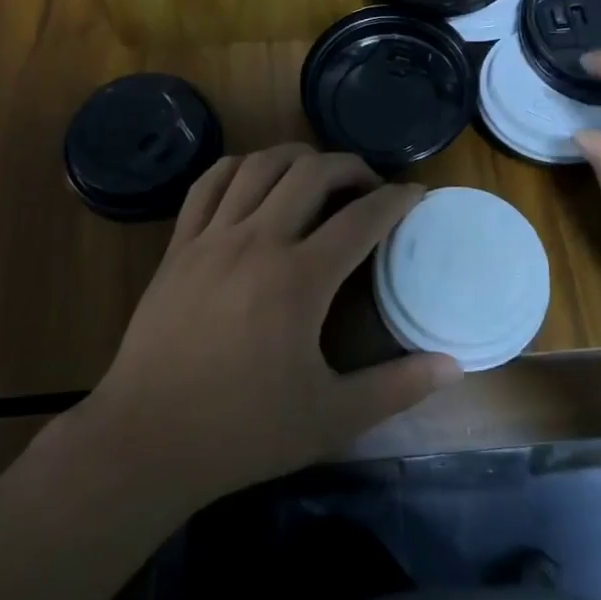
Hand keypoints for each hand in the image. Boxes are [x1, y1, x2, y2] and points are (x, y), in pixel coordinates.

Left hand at [84, 144, 461, 504]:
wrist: (145, 441)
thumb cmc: (242, 431)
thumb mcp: (331, 418)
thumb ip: (397, 388)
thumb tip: (455, 366)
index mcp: (299, 279)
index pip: (362, 218)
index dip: (397, 199)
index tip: (416, 194)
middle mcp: (257, 241)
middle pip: (312, 172)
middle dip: (351, 167)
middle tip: (370, 186)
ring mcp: (212, 237)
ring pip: (260, 165)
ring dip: (298, 158)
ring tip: (318, 174)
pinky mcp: (179, 245)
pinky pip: (210, 183)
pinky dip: (240, 167)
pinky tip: (255, 178)